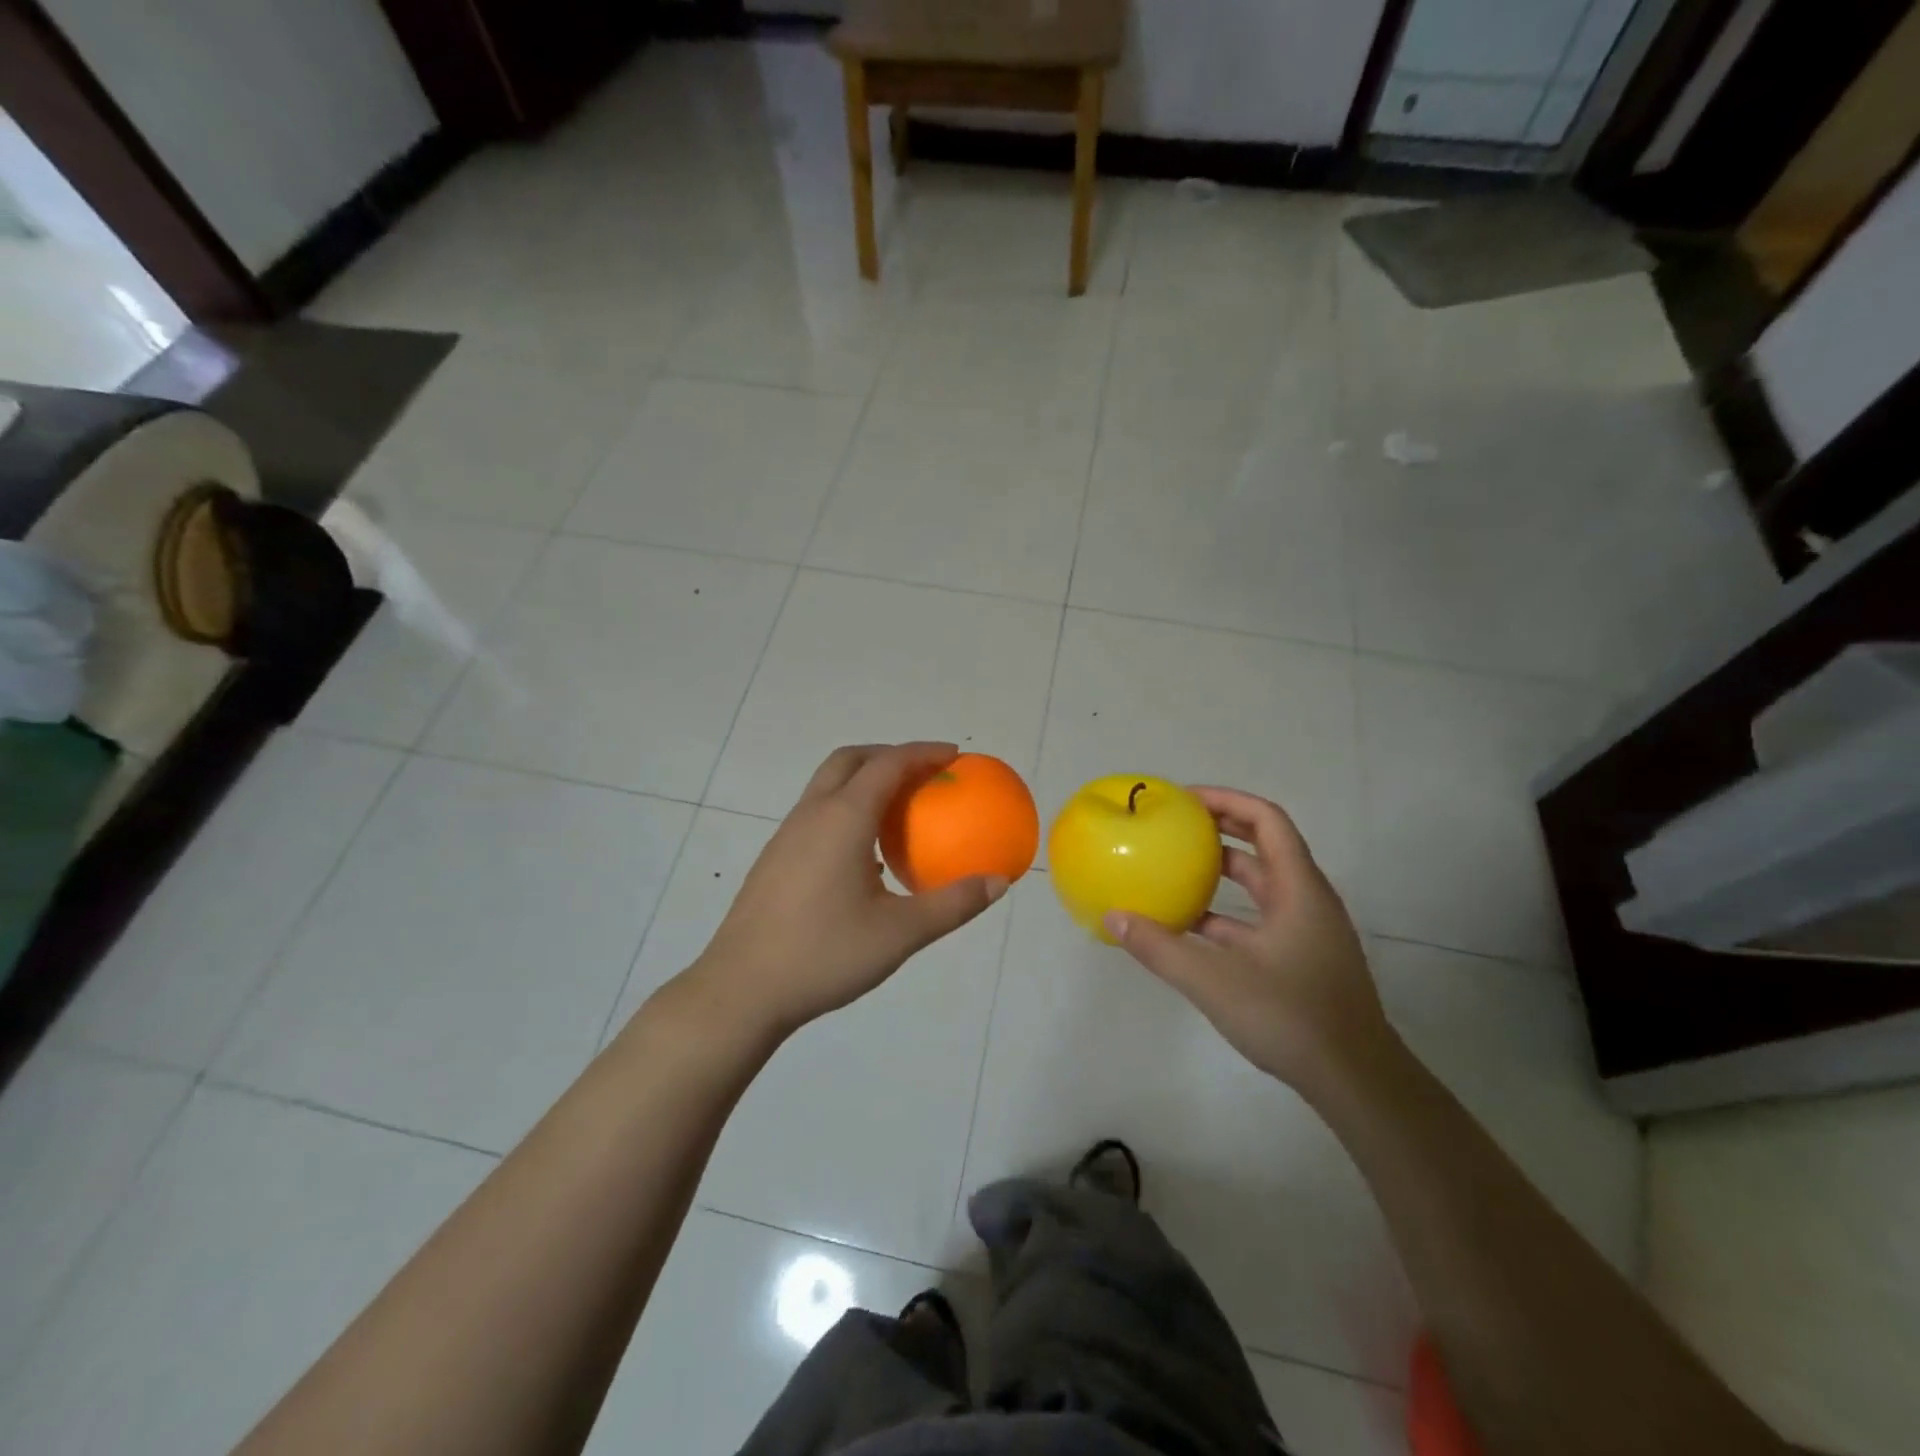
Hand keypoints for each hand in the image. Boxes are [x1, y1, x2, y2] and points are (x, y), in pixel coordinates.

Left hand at [685, 743, 1008, 1042]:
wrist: (741, 990)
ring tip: (899, 809)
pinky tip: (865, 854)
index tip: (954, 756)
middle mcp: (812, 814)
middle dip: (890, 755)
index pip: (888, 764)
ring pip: (828, 785)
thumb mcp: (900, 933)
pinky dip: (848, 808)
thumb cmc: (824, 954)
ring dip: (865, 780)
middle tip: (924, 773)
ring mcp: (788, 835)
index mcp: (844, 819)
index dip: (923, 753)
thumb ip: (953, 904)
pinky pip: (818, 812)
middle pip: (851, 760)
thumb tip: (998, 882)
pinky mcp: (775, 858)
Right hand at [1104, 788, 1395, 1099]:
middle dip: (1220, 827)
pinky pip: (1259, 918)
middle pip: (1264, 845)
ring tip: (1174, 867)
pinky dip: (1225, 913)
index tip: (1184, 799)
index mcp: (1298, 889)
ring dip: (1221, 871)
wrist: (1356, 1082)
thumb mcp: (1214, 980)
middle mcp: (1306, 900)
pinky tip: (1189, 927)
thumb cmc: (1290, 1018)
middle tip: (1174, 824)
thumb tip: (1113, 917)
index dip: (1227, 799)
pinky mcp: (1301, 959)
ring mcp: (1306, 931)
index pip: (1266, 820)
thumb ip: (1160, 948)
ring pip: (1261, 884)